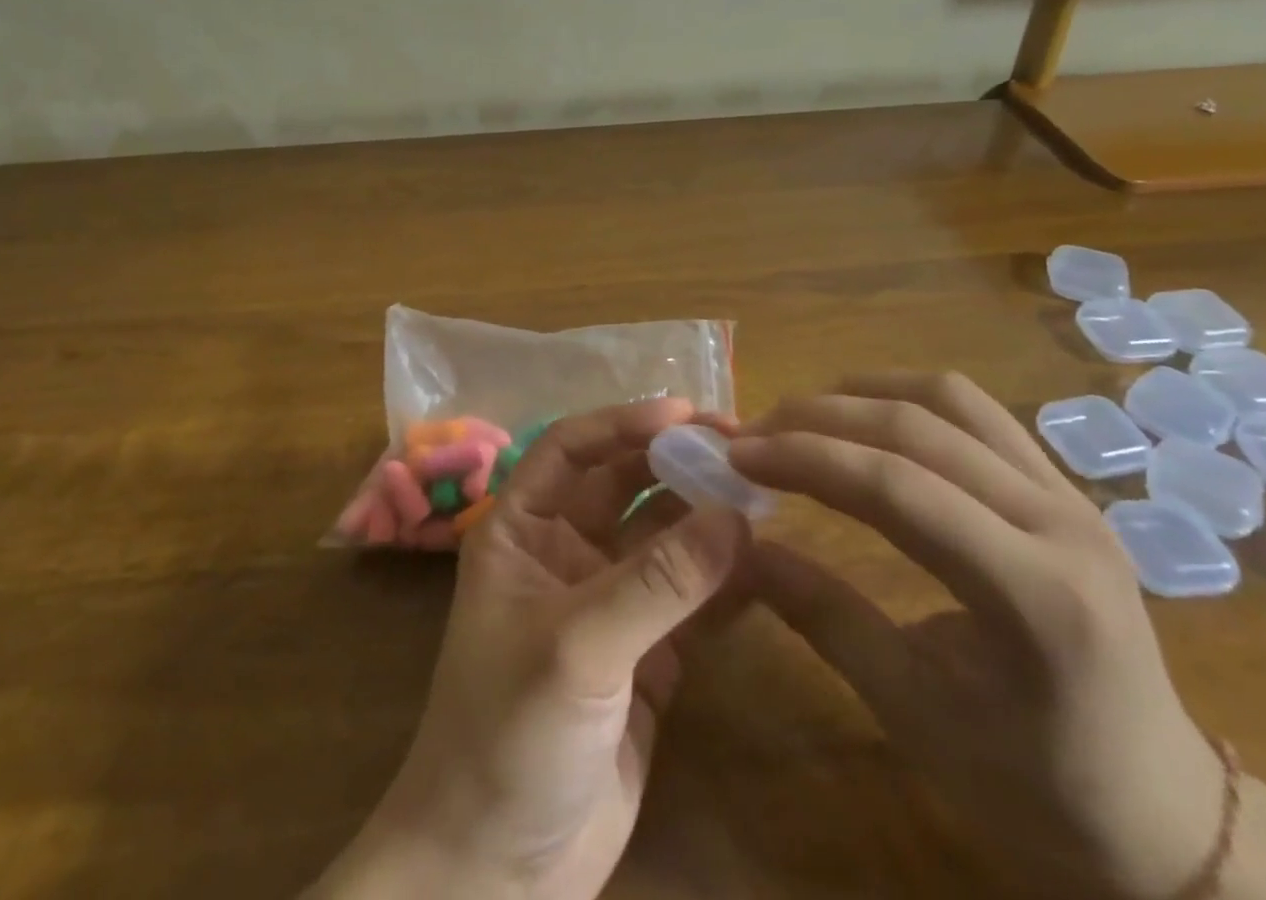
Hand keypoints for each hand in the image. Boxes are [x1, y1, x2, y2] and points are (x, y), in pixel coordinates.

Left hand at [311, 398, 750, 899]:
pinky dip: (725, 580)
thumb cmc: (508, 734)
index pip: (571, 449)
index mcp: (522, 529)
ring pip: (663, 538)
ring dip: (707, 516)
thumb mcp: (578, 648)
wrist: (498, 873)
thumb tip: (735, 515)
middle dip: (676, 462)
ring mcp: (608, 603)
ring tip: (765, 495)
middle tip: (743, 447)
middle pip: (624, 485)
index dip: (623, 423)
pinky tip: (767, 561)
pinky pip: (690, 599)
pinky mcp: (647, 655)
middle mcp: (564, 552)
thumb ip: (657, 583)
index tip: (686, 412)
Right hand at [730, 373, 1226, 899]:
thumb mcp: (913, 712)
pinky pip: (976, 414)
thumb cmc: (1035, 788)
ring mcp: (1072, 497)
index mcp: (1037, 596)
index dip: (805, 458)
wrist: (1164, 819)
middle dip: (820, 419)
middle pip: (918, 430)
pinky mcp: (1065, 489)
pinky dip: (906, 399)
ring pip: (950, 400)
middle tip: (754, 432)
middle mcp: (1063, 524)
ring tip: (801, 415)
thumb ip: (822, 616)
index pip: (898, 488)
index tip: (737, 454)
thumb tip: (737, 550)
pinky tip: (864, 418)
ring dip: (862, 394)